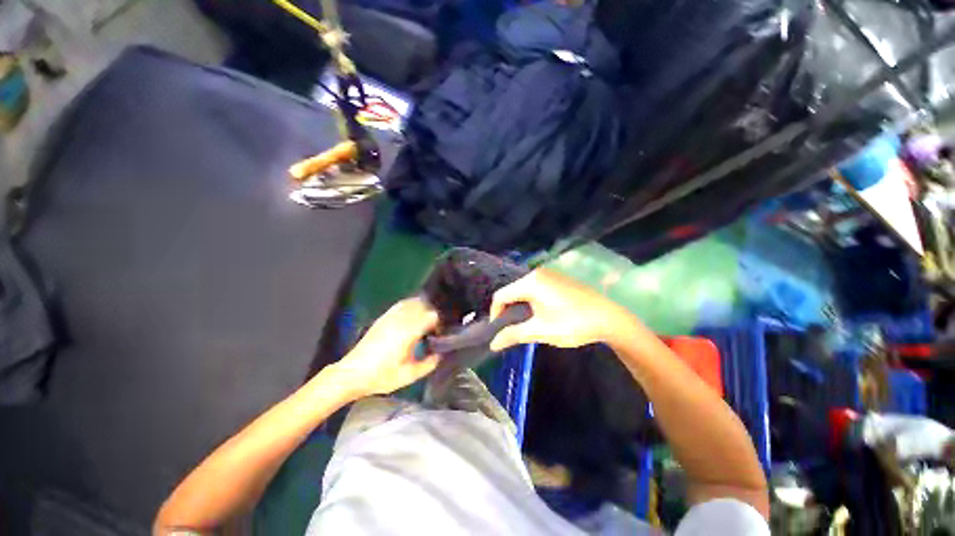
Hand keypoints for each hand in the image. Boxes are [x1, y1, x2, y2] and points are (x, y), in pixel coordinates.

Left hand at [331, 298, 440, 397]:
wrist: (352, 374)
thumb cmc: (382, 376)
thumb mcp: (409, 375)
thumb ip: (428, 364)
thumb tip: (440, 354)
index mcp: (409, 332)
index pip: (432, 315)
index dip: (439, 323)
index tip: (439, 334)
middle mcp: (401, 319)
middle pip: (424, 305)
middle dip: (432, 314)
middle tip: (435, 328)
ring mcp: (391, 316)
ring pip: (413, 302)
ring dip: (423, 308)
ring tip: (425, 321)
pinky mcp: (383, 317)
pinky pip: (401, 304)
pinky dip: (411, 305)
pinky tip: (412, 315)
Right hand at [489, 268, 632, 350]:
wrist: (609, 318)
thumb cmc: (572, 324)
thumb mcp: (540, 331)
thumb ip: (513, 335)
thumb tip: (492, 344)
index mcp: (530, 282)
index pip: (501, 295)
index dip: (495, 314)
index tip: (499, 332)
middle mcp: (537, 273)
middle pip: (512, 291)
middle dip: (508, 311)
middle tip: (511, 329)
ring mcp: (549, 274)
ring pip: (524, 290)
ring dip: (520, 307)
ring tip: (525, 324)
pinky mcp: (559, 279)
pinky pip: (536, 288)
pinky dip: (531, 301)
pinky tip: (540, 314)